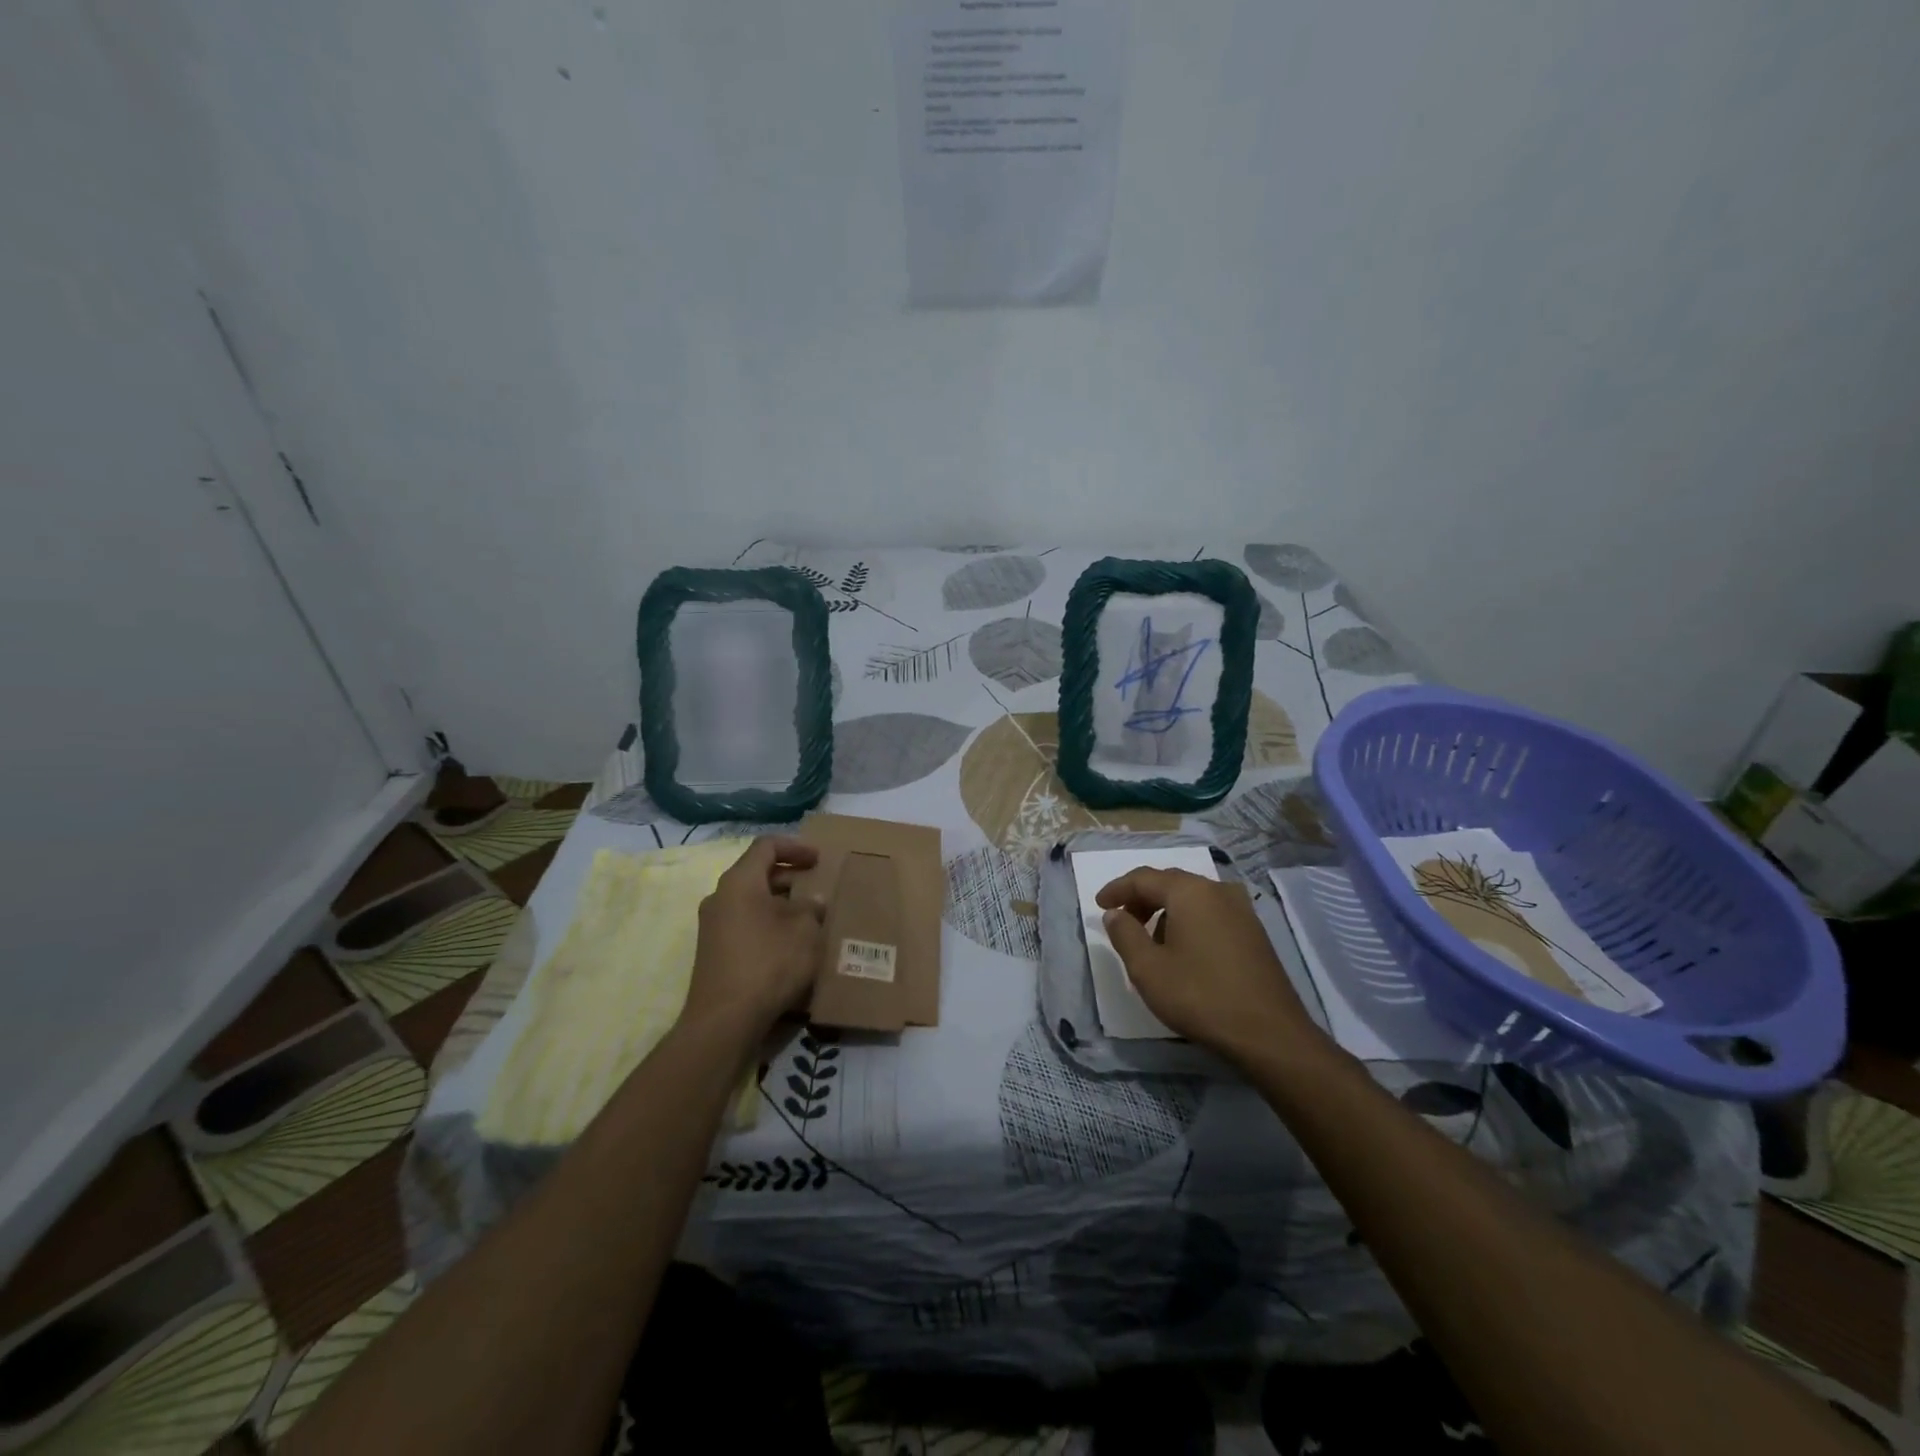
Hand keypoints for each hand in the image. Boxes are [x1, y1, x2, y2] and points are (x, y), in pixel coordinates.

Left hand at [685, 837, 824, 1041]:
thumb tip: (811, 903)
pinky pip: (745, 924)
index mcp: (739, 881)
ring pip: (751, 901)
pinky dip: (768, 924)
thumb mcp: (805, 930)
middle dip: (790, 877)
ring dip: (780, 903)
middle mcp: (720, 897)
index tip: (819, 859)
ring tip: (809, 917)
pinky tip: (790, 944)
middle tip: (818, 886)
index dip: (795, 847)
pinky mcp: (714, 952)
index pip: (766, 846)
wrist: (725, 1020)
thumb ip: (812, 908)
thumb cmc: (769, 962)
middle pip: (757, 873)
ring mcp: (713, 926)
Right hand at [1095, 868, 1328, 1065]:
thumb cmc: (1200, 996)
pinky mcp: (1254, 932)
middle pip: (1170, 883)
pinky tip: (1183, 950)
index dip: (1117, 889)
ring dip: (1165, 911)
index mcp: (1189, 892)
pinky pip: (1211, 913)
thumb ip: (1125, 934)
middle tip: (1122, 921)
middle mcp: (1217, 891)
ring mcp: (1241, 910)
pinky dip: (1188, 921)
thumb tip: (1115, 913)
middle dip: (1141, 899)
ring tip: (1150, 941)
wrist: (1270, 1034)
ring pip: (1192, 898)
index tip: (1099, 905)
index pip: (1143, 878)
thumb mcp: (1148, 968)